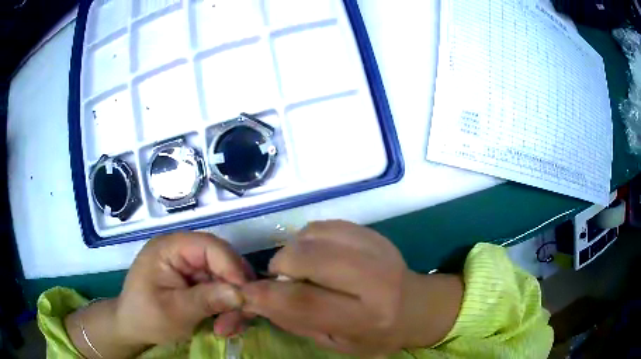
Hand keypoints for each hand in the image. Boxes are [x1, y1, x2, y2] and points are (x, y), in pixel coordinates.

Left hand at [115, 232, 253, 344]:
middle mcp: (182, 251)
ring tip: (229, 328)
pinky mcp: (195, 281)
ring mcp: (190, 267)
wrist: (134, 329)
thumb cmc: (146, 317)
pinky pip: (221, 289)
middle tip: (240, 319)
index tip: (246, 298)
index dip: (232, 268)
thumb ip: (206, 300)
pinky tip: (224, 325)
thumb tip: (241, 294)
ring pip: (226, 278)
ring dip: (234, 304)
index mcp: (169, 248)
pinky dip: (228, 307)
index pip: (209, 246)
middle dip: (235, 291)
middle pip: (223, 262)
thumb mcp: (175, 312)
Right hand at [241, 221, 462, 355]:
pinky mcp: (372, 233)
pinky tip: (318, 255)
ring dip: (295, 251)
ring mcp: (376, 249)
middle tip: (282, 278)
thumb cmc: (374, 335)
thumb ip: (295, 321)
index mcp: (366, 316)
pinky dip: (309, 239)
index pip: (305, 302)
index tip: (247, 293)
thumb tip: (256, 298)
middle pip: (307, 258)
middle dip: (281, 265)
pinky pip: (324, 225)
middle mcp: (374, 279)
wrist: (414, 306)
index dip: (267, 296)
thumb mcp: (335, 342)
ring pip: (313, 235)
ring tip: (304, 268)